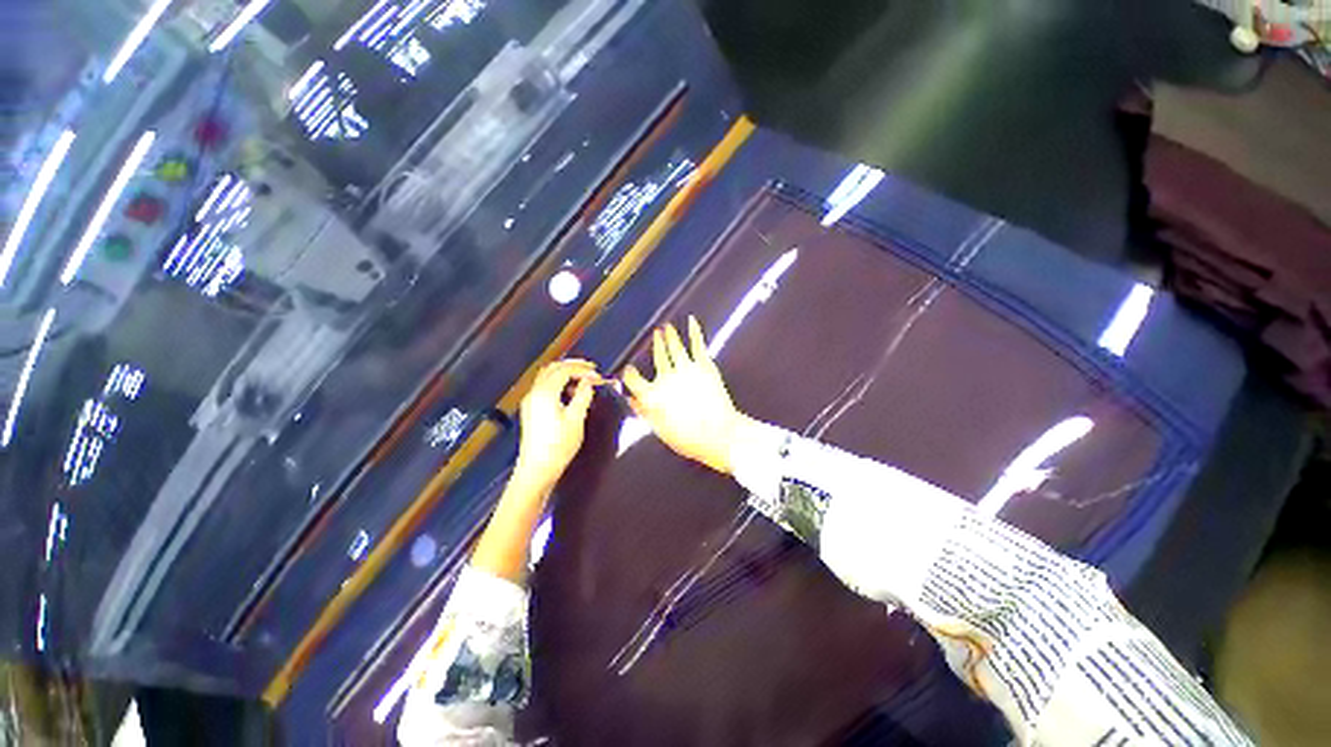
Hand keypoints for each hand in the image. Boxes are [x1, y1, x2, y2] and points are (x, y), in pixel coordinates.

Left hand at [512, 360, 600, 494]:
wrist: (537, 469)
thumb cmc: (558, 445)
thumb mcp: (576, 420)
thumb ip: (583, 396)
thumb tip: (589, 381)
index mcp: (545, 393)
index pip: (564, 370)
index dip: (583, 370)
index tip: (598, 375)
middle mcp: (534, 392)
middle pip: (552, 368)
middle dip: (572, 366)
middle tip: (591, 369)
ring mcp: (530, 400)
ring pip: (547, 376)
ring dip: (565, 373)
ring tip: (583, 379)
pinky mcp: (531, 409)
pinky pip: (544, 386)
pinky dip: (558, 382)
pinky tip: (570, 392)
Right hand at [622, 317, 753, 473]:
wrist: (719, 434)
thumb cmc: (688, 438)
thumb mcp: (659, 430)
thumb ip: (644, 412)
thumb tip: (631, 399)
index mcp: (652, 395)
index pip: (633, 379)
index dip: (630, 373)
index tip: (629, 369)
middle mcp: (666, 378)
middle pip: (658, 357)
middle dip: (655, 345)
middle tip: (654, 334)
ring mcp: (686, 369)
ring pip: (675, 347)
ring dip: (670, 336)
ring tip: (667, 327)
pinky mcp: (704, 366)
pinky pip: (697, 345)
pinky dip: (694, 331)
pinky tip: (691, 321)